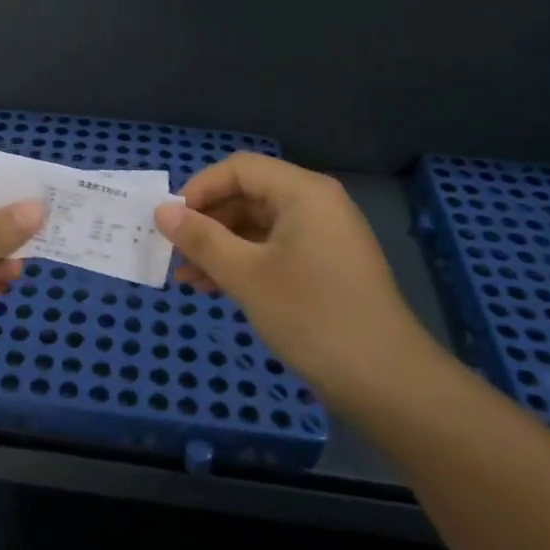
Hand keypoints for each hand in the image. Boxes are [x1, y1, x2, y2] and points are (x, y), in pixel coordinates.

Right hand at [153, 153, 441, 403]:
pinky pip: (275, 250)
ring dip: (220, 247)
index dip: (199, 189)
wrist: (387, 381)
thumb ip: (201, 239)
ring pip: (258, 226)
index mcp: (303, 192)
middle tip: (172, 252)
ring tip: (186, 278)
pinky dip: (244, 263)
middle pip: (249, 195)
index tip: (169, 221)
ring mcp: (324, 236)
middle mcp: (316, 204)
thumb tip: (162, 210)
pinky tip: (215, 288)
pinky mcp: (326, 267)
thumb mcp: (246, 275)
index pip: (239, 169)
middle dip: (207, 222)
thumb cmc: (311, 315)